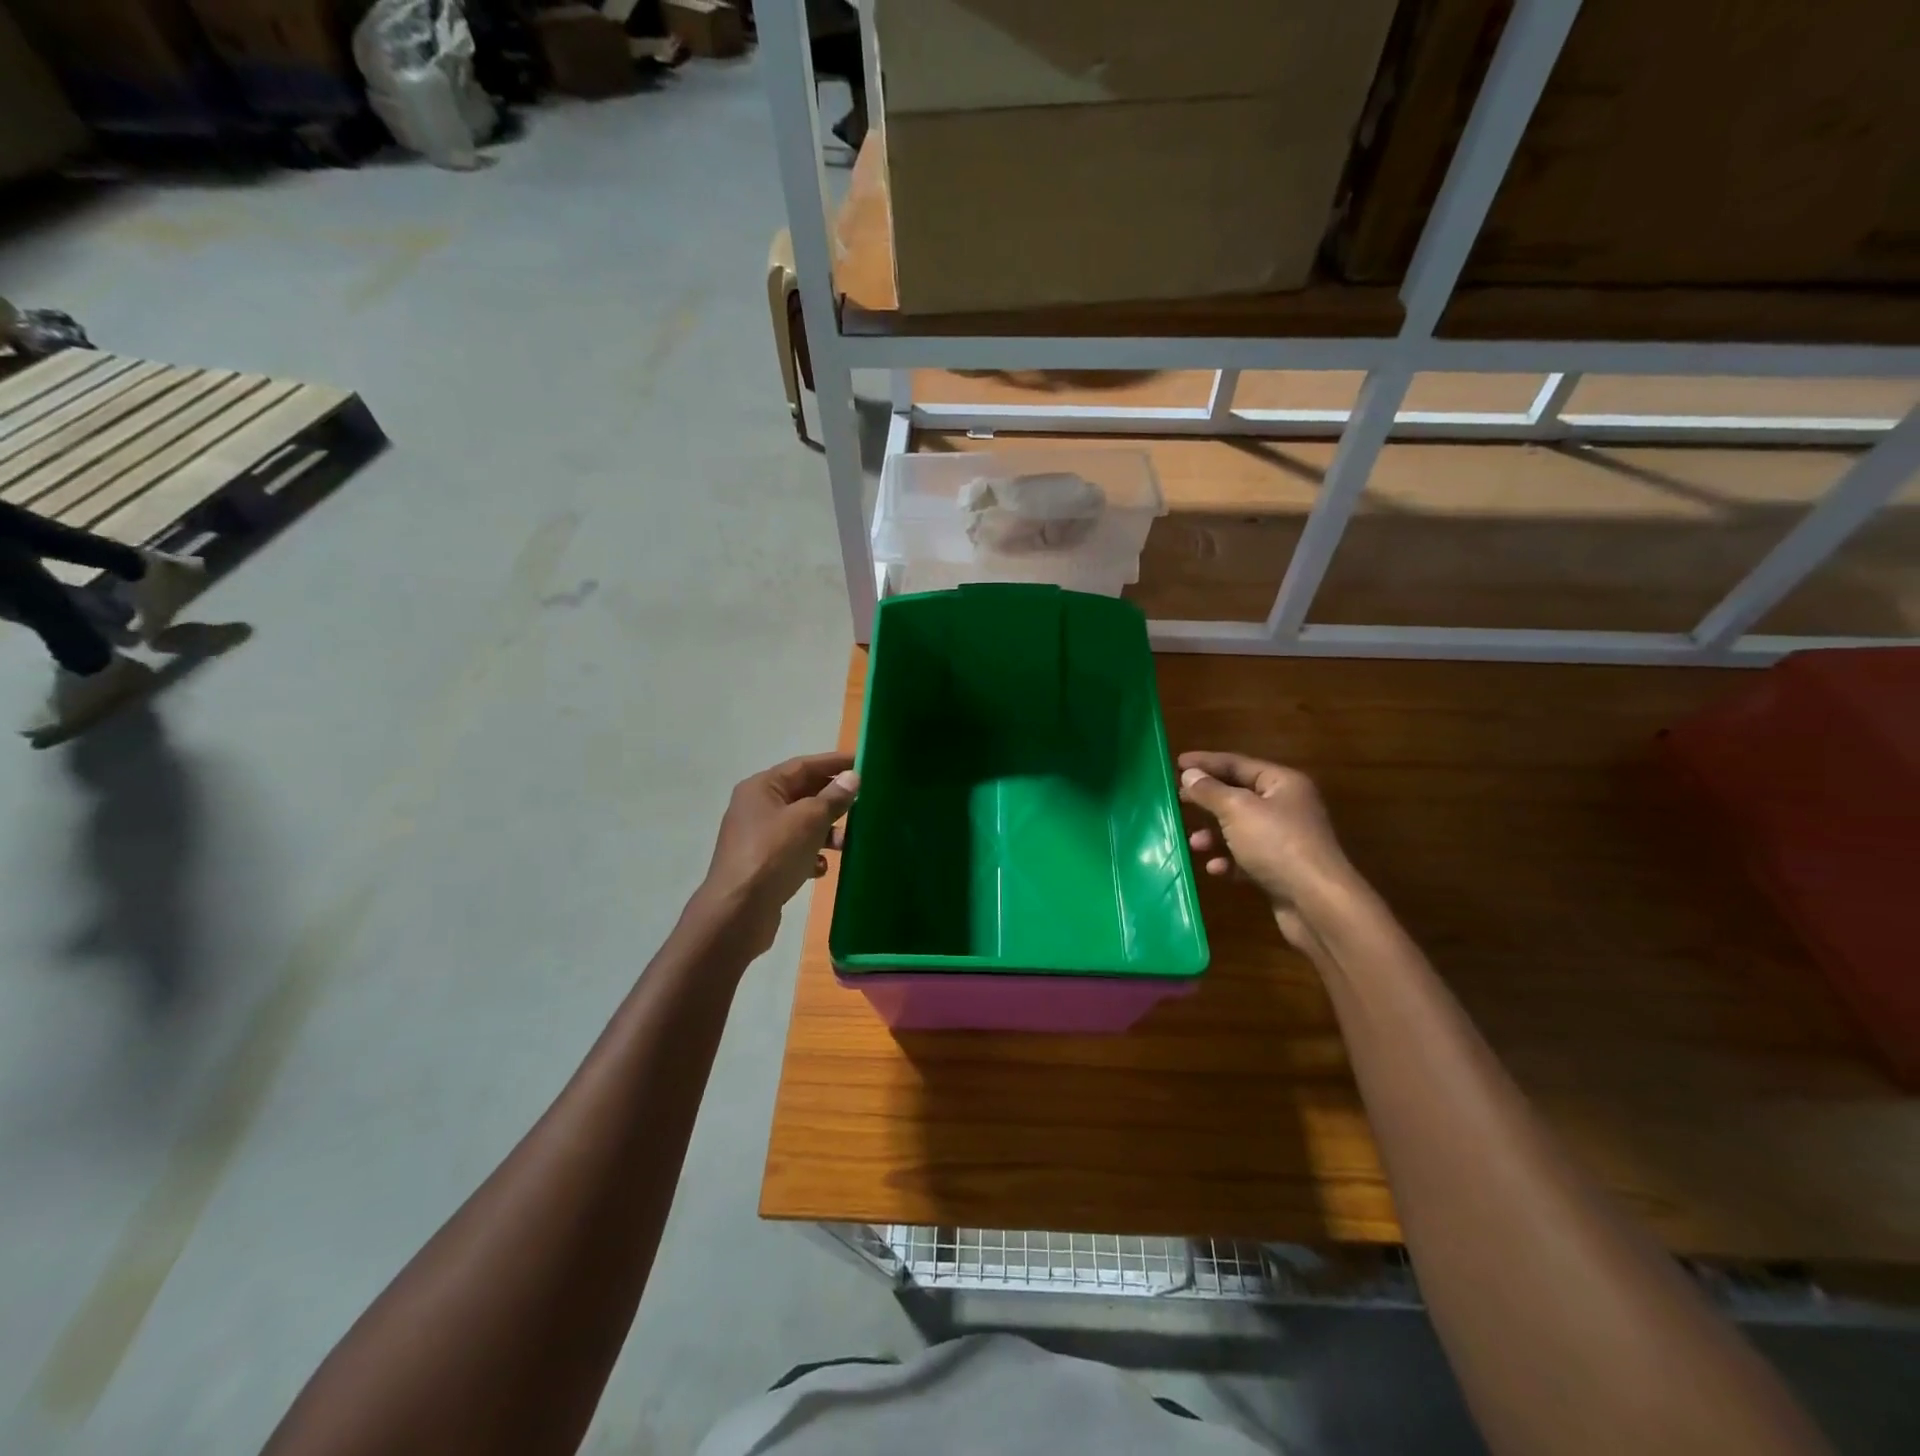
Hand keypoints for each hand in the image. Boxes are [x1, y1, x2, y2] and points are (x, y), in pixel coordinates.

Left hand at [698, 753, 858, 956]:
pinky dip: (811, 855)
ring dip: (826, 831)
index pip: (804, 765)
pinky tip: (821, 868)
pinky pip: (793, 850)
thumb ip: (833, 797)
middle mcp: (757, 807)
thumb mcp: (809, 820)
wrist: (738, 912)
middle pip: (802, 794)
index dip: (834, 763)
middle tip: (863, 803)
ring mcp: (758, 837)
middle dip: (833, 800)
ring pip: (801, 825)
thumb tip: (852, 777)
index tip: (863, 762)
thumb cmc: (773, 855)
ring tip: (846, 844)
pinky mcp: (763, 865)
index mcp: (762, 788)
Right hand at [1177, 751, 1351, 947]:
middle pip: (1238, 795)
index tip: (1176, 763)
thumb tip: (1189, 775)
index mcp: (1282, 783)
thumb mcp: (1237, 810)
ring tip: (1195, 843)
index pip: (1237, 763)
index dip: (1205, 762)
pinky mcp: (1280, 868)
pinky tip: (1215, 868)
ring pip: (1240, 828)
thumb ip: (1210, 791)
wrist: (1316, 902)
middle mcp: (1286, 806)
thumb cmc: (1276, 844)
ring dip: (1214, 834)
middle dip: (1208, 800)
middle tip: (1178, 800)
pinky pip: (1247, 857)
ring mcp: (1285, 839)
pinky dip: (1228, 860)